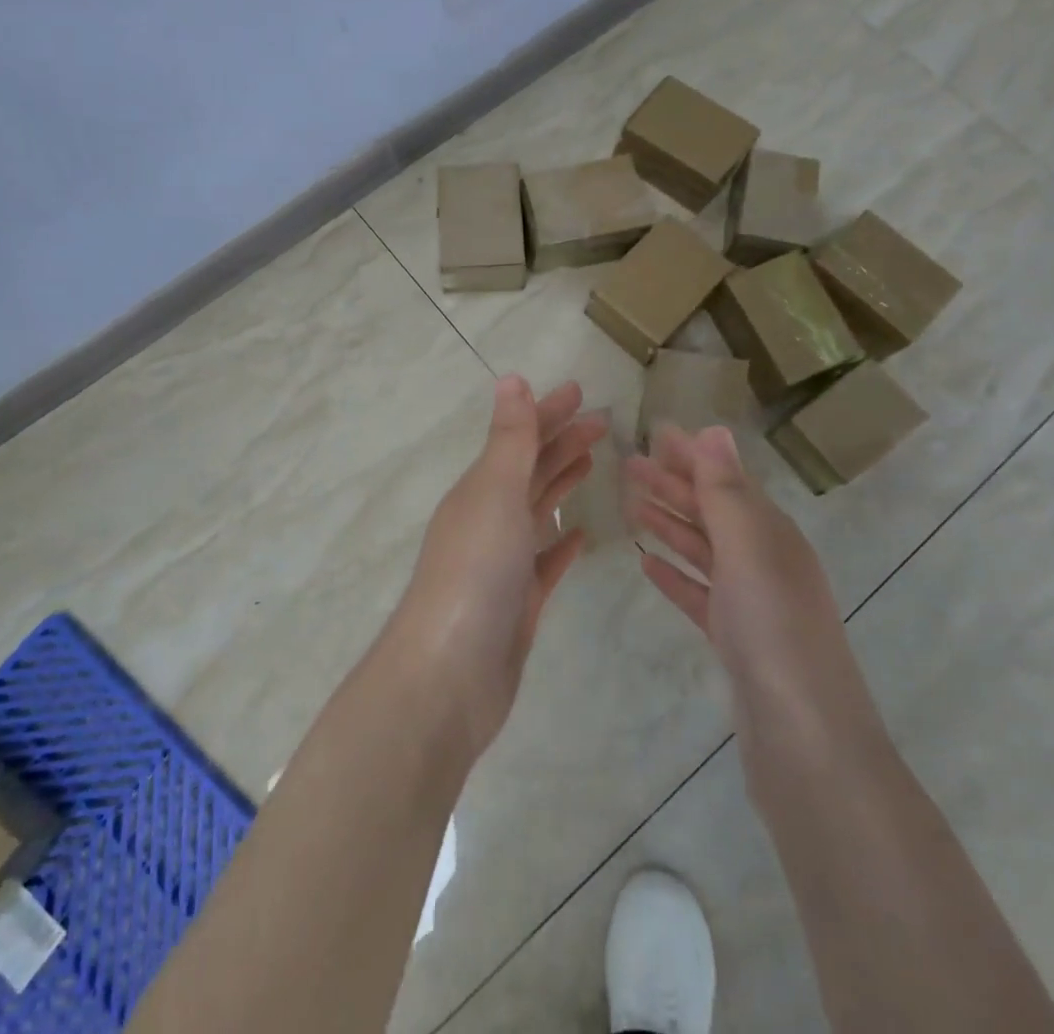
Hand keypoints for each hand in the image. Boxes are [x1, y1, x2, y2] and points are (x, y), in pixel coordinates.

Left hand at [388, 376, 606, 758]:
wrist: (450, 675)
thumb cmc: (475, 573)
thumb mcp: (495, 493)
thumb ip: (510, 439)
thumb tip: (511, 379)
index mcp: (479, 489)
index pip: (519, 438)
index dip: (548, 412)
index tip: (582, 391)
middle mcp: (487, 519)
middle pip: (530, 470)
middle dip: (562, 441)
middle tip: (604, 422)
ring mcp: (502, 562)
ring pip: (537, 510)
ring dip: (561, 482)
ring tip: (593, 461)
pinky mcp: (518, 602)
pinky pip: (544, 561)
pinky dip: (561, 543)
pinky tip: (581, 536)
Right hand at [624, 425, 882, 770]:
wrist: (806, 740)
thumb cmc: (774, 630)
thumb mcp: (748, 549)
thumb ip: (726, 491)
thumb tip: (714, 430)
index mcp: (772, 534)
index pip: (726, 480)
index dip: (691, 456)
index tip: (653, 434)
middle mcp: (765, 561)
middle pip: (712, 512)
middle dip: (672, 485)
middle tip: (626, 464)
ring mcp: (752, 603)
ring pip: (703, 550)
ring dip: (669, 524)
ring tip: (630, 505)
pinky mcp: (736, 640)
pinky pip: (699, 593)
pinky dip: (675, 574)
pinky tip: (647, 564)